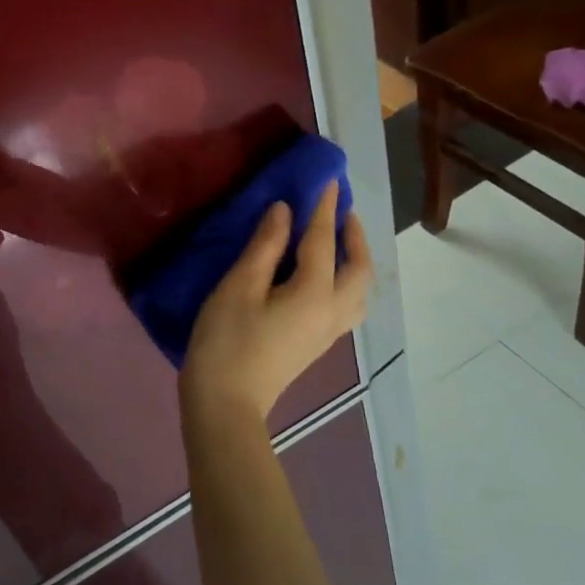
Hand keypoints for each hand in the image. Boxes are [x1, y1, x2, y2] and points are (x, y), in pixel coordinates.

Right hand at [180, 182, 370, 426]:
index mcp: (314, 294)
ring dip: (356, 260)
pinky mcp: (316, 343)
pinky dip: (347, 280)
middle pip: (359, 269)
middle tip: (339, 211)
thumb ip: (265, 246)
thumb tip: (285, 211)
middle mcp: (332, 312)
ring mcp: (328, 332)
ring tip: (339, 241)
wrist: (225, 403)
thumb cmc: (226, 341)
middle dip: (354, 236)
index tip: (327, 180)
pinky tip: (325, 275)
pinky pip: (348, 304)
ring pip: (359, 291)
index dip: (323, 208)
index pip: (323, 241)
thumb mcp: (239, 287)